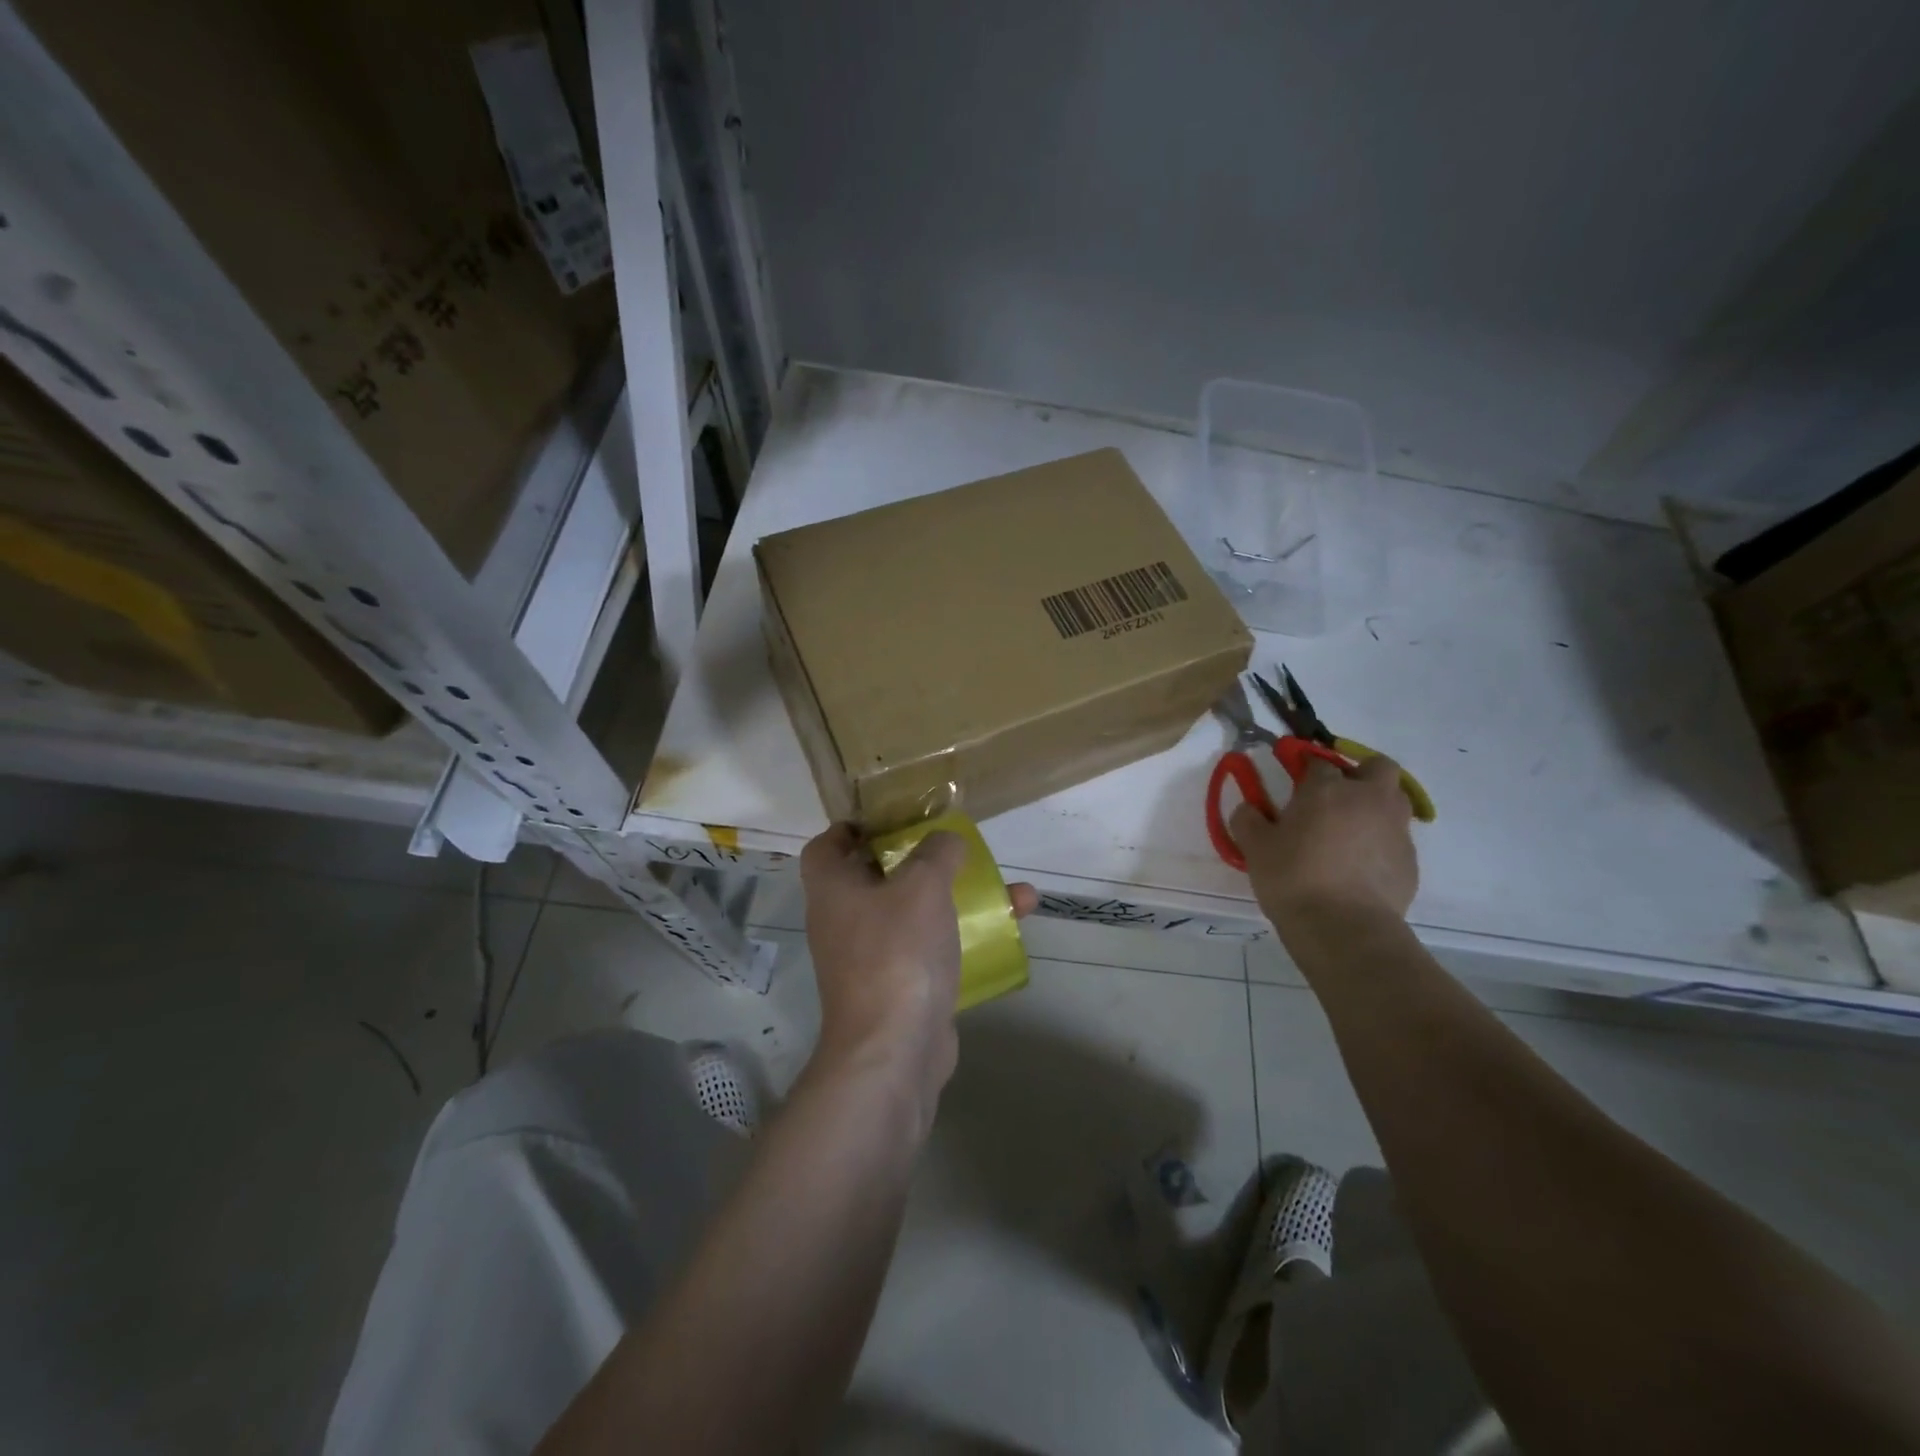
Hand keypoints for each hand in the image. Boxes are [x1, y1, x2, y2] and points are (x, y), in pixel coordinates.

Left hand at [799, 824, 1036, 1129]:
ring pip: (915, 913)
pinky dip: (964, 935)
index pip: (827, 845)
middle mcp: (845, 921)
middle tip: (955, 849)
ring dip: (958, 898)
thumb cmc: (897, 952)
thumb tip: (948, 840)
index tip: (894, 820)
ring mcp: (872, 958)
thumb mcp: (923, 885)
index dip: (854, 827)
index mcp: (833, 889)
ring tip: (1010, 889)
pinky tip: (1008, 928)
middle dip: (922, 860)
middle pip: (878, 876)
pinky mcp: (901, 987)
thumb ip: (938, 852)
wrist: (894, 1051)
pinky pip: (932, 948)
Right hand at [1230, 755, 1417, 933]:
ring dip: (1375, 806)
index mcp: (1327, 789)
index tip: (1295, 782)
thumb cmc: (1293, 879)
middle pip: (1377, 767)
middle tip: (1337, 795)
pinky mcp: (1410, 860)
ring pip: (1394, 801)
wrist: (1344, 928)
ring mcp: (1395, 829)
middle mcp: (1367, 799)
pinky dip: (1381, 843)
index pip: (1318, 763)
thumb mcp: (1255, 848)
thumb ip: (1248, 820)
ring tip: (1350, 831)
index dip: (1306, 768)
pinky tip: (1360, 867)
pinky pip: (1396, 839)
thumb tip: (1249, 808)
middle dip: (1360, 773)